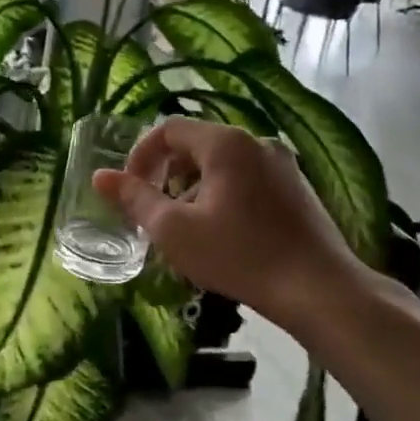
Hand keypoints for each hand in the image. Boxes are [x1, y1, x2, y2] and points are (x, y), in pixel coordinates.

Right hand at [93, 118, 374, 335]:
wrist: (320, 290)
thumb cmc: (239, 255)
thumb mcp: (174, 230)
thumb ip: (134, 199)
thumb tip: (100, 176)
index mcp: (225, 143)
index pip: (168, 130)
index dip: (140, 156)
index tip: (129, 189)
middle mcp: (256, 142)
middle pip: (195, 144)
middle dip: (166, 173)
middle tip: (153, 210)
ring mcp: (282, 164)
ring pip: (221, 164)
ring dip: (193, 187)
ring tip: (184, 227)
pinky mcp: (297, 188)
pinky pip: (246, 178)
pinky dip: (222, 194)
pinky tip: (221, 233)